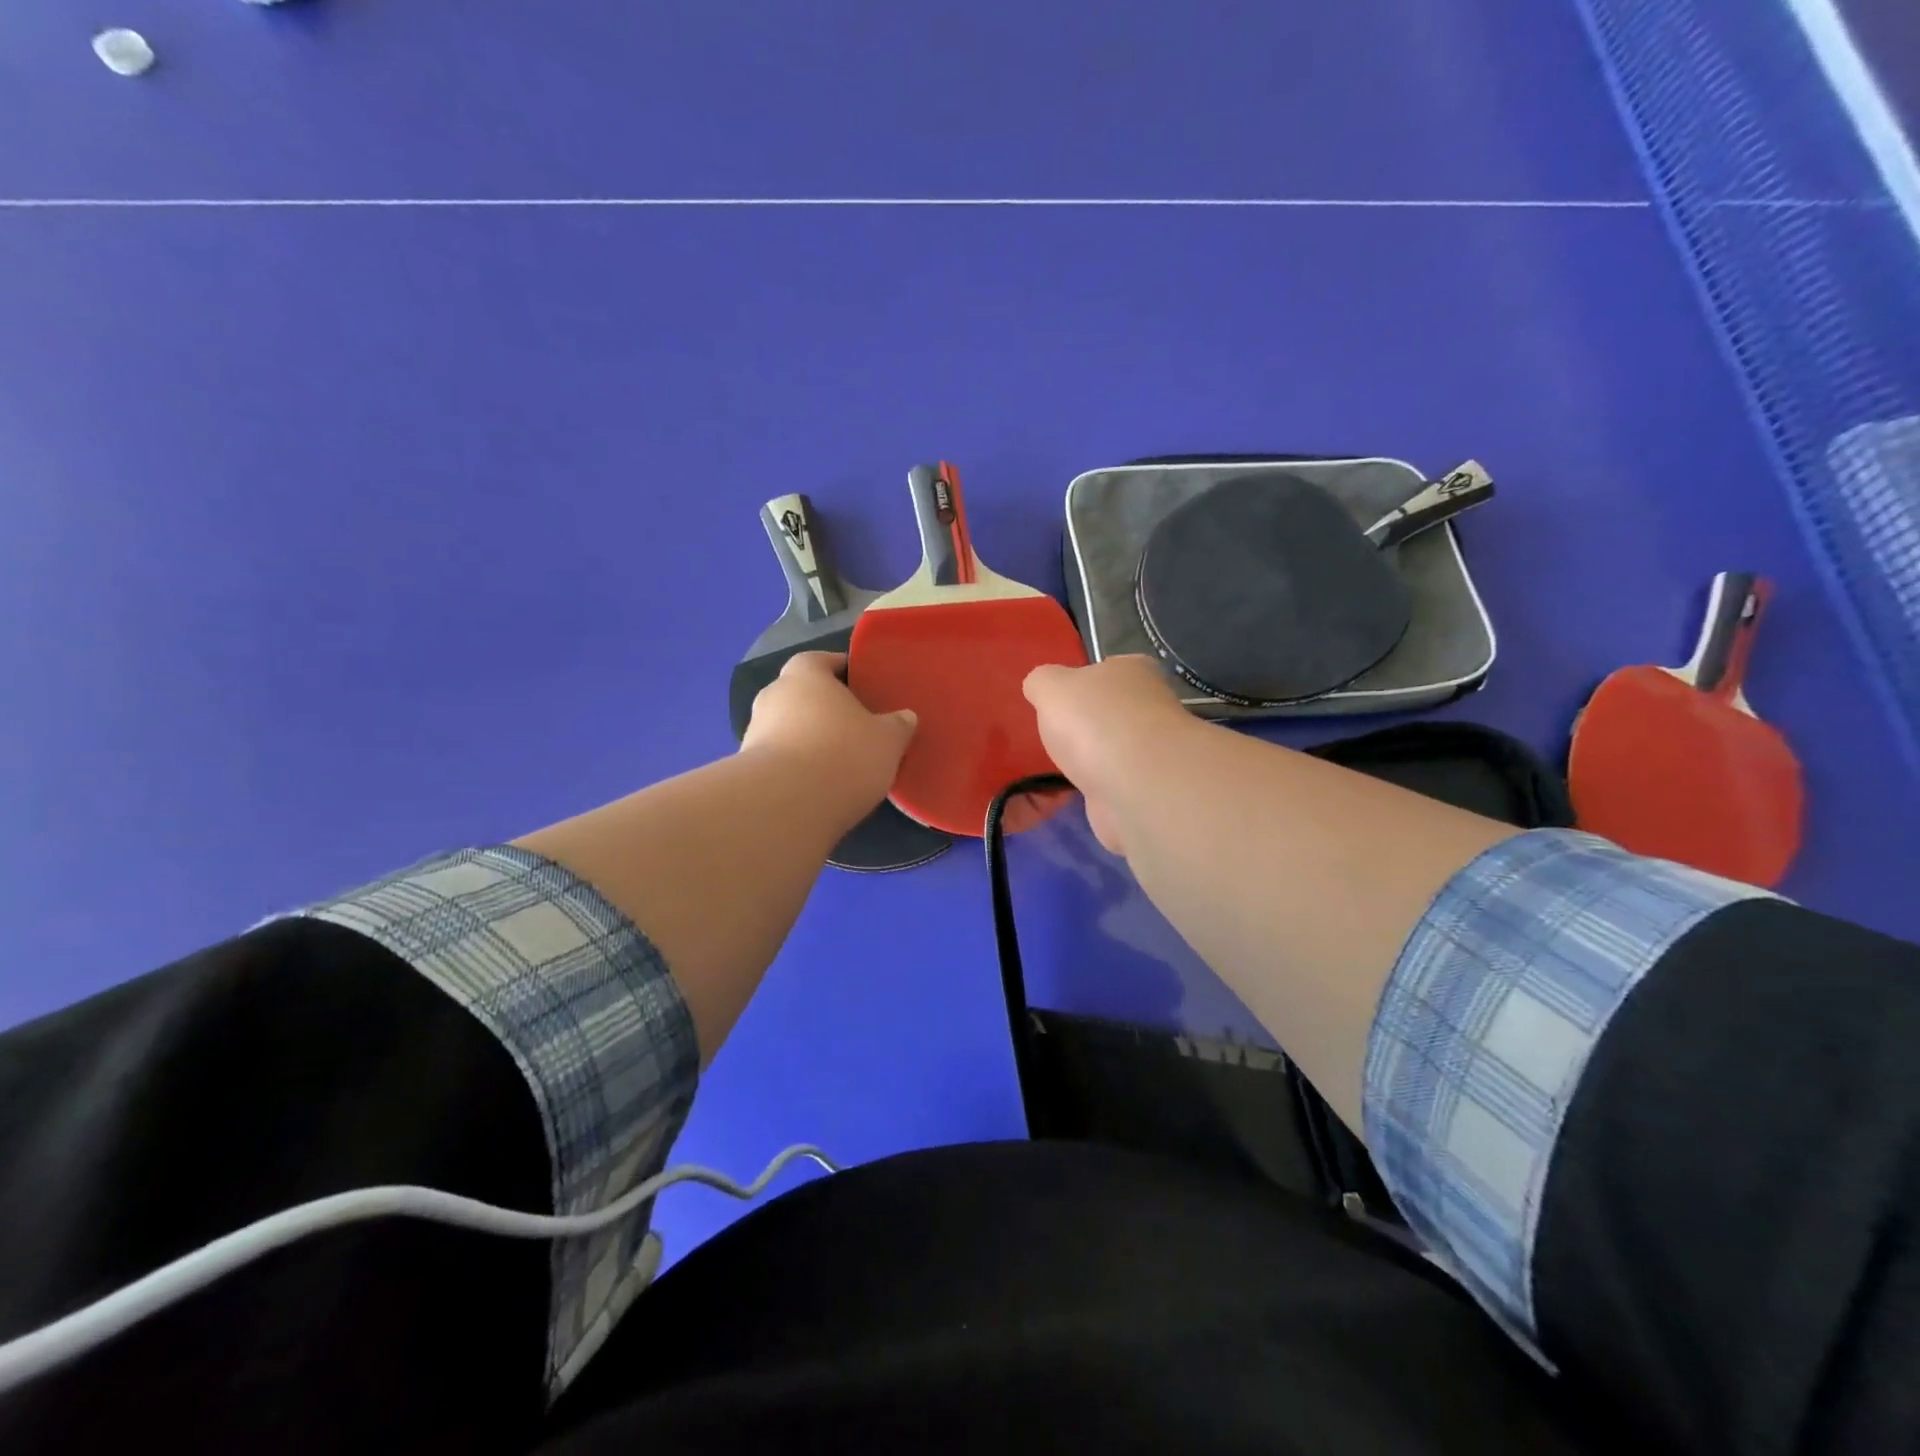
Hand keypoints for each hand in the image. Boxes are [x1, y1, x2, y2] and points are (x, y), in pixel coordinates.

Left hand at [741, 652, 918, 814]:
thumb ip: (897, 725)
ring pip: (787, 729)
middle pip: (801, 695)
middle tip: (851, 726)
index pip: (820, 660)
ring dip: (806, 740)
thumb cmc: (843, 755)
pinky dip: (794, 768)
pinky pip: (778, 760)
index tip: (859, 684)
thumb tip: (905, 718)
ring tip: (835, 762)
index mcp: (804, 675)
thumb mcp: (887, 740)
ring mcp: (754, 733)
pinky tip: (816, 787)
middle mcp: (773, 696)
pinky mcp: (747, 771)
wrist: (786, 806)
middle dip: (823, 708)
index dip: (839, 669)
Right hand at [1023, 655, 1198, 854]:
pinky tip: (1085, 791)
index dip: (1083, 682)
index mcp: (1133, 671)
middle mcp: (1152, 705)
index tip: (1062, 701)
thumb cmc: (1093, 722)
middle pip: (1113, 709)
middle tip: (1059, 736)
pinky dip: (1103, 787)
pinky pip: (1118, 782)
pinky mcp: (1149, 787)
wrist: (1136, 784)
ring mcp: (1154, 749)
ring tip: (1068, 767)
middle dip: (1090, 723)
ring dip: (1096, 758)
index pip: (1108, 669)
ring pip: (1117, 747)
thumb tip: (1040, 688)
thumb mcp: (1050, 688)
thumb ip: (1041, 683)